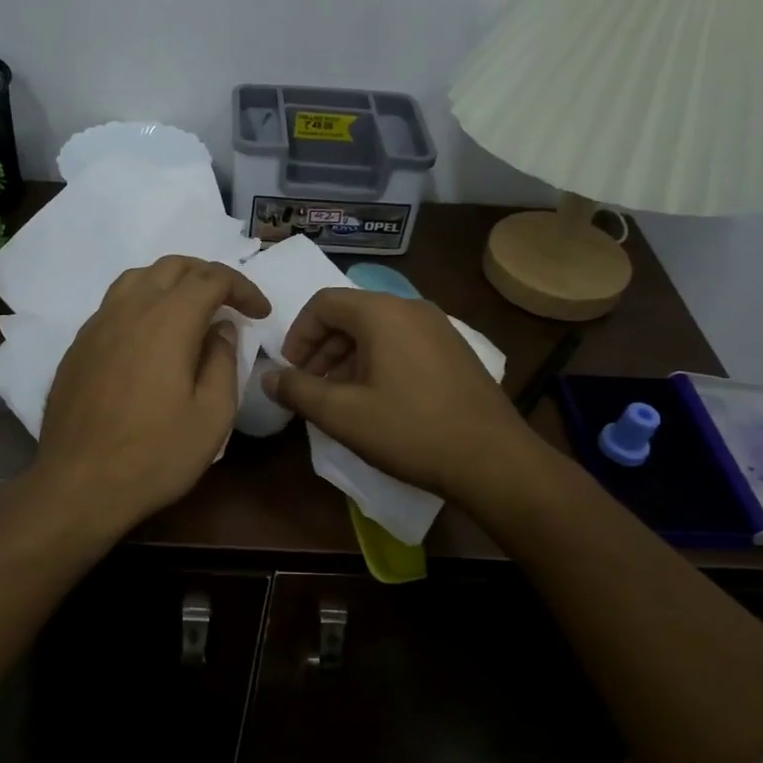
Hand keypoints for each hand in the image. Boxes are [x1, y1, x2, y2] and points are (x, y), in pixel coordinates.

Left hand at [33, 256, 270, 533]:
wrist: (78, 485)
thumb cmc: (155, 455)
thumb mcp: (212, 416)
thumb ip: (222, 362)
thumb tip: (220, 330)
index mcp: (168, 321)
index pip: (211, 278)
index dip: (242, 287)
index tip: (260, 313)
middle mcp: (129, 310)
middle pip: (172, 267)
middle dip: (208, 276)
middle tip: (230, 304)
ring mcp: (97, 325)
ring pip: (138, 278)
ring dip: (171, 283)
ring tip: (191, 311)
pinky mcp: (78, 346)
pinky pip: (114, 304)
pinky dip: (142, 303)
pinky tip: (150, 337)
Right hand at [264, 288, 537, 502]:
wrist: (492, 459)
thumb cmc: (410, 430)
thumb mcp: (343, 414)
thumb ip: (299, 390)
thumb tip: (270, 377)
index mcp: (382, 313)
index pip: (324, 303)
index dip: (298, 334)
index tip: (291, 371)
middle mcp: (412, 308)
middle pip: (351, 314)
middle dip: (322, 348)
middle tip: (311, 387)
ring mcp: (438, 327)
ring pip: (377, 330)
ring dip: (348, 357)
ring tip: (340, 398)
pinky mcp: (454, 350)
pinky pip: (403, 342)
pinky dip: (378, 361)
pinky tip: (377, 400)